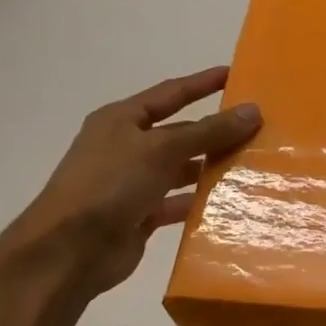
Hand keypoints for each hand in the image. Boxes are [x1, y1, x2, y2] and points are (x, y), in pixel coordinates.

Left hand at [16, 66, 261, 292]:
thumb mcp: (162, 150)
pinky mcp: (139, 215)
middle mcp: (126, 147)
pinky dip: (199, 202)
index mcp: (121, 120)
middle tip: (256, 129)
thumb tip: (252, 111)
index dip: (201, 84)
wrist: (69, 250)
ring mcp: (132, 183)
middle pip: (179, 134)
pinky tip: (230, 203)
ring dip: (210, 168)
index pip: (170, 94)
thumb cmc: (110, 185)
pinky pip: (177, 203)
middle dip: (214, 132)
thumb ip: (208, 132)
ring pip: (180, 170)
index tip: (234, 75)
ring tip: (252, 165)